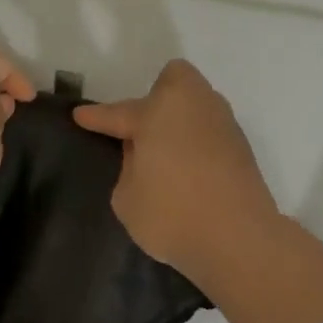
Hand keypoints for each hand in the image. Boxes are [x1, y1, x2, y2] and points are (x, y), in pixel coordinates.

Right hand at [73, 59, 279, 282]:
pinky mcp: (242, 148)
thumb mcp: (127, 197)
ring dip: (177, 123)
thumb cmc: (172, 215)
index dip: (97, 117)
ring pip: (195, 107)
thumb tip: (144, 154)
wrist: (237, 239)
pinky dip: (195, 145)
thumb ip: (129, 168)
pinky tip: (188, 173)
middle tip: (141, 134)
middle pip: (173, 84)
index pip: (120, 112)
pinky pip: (209, 133)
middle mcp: (195, 106)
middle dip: (155, 100)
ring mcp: (223, 124)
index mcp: (160, 111)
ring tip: (164, 157)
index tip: (80, 116)